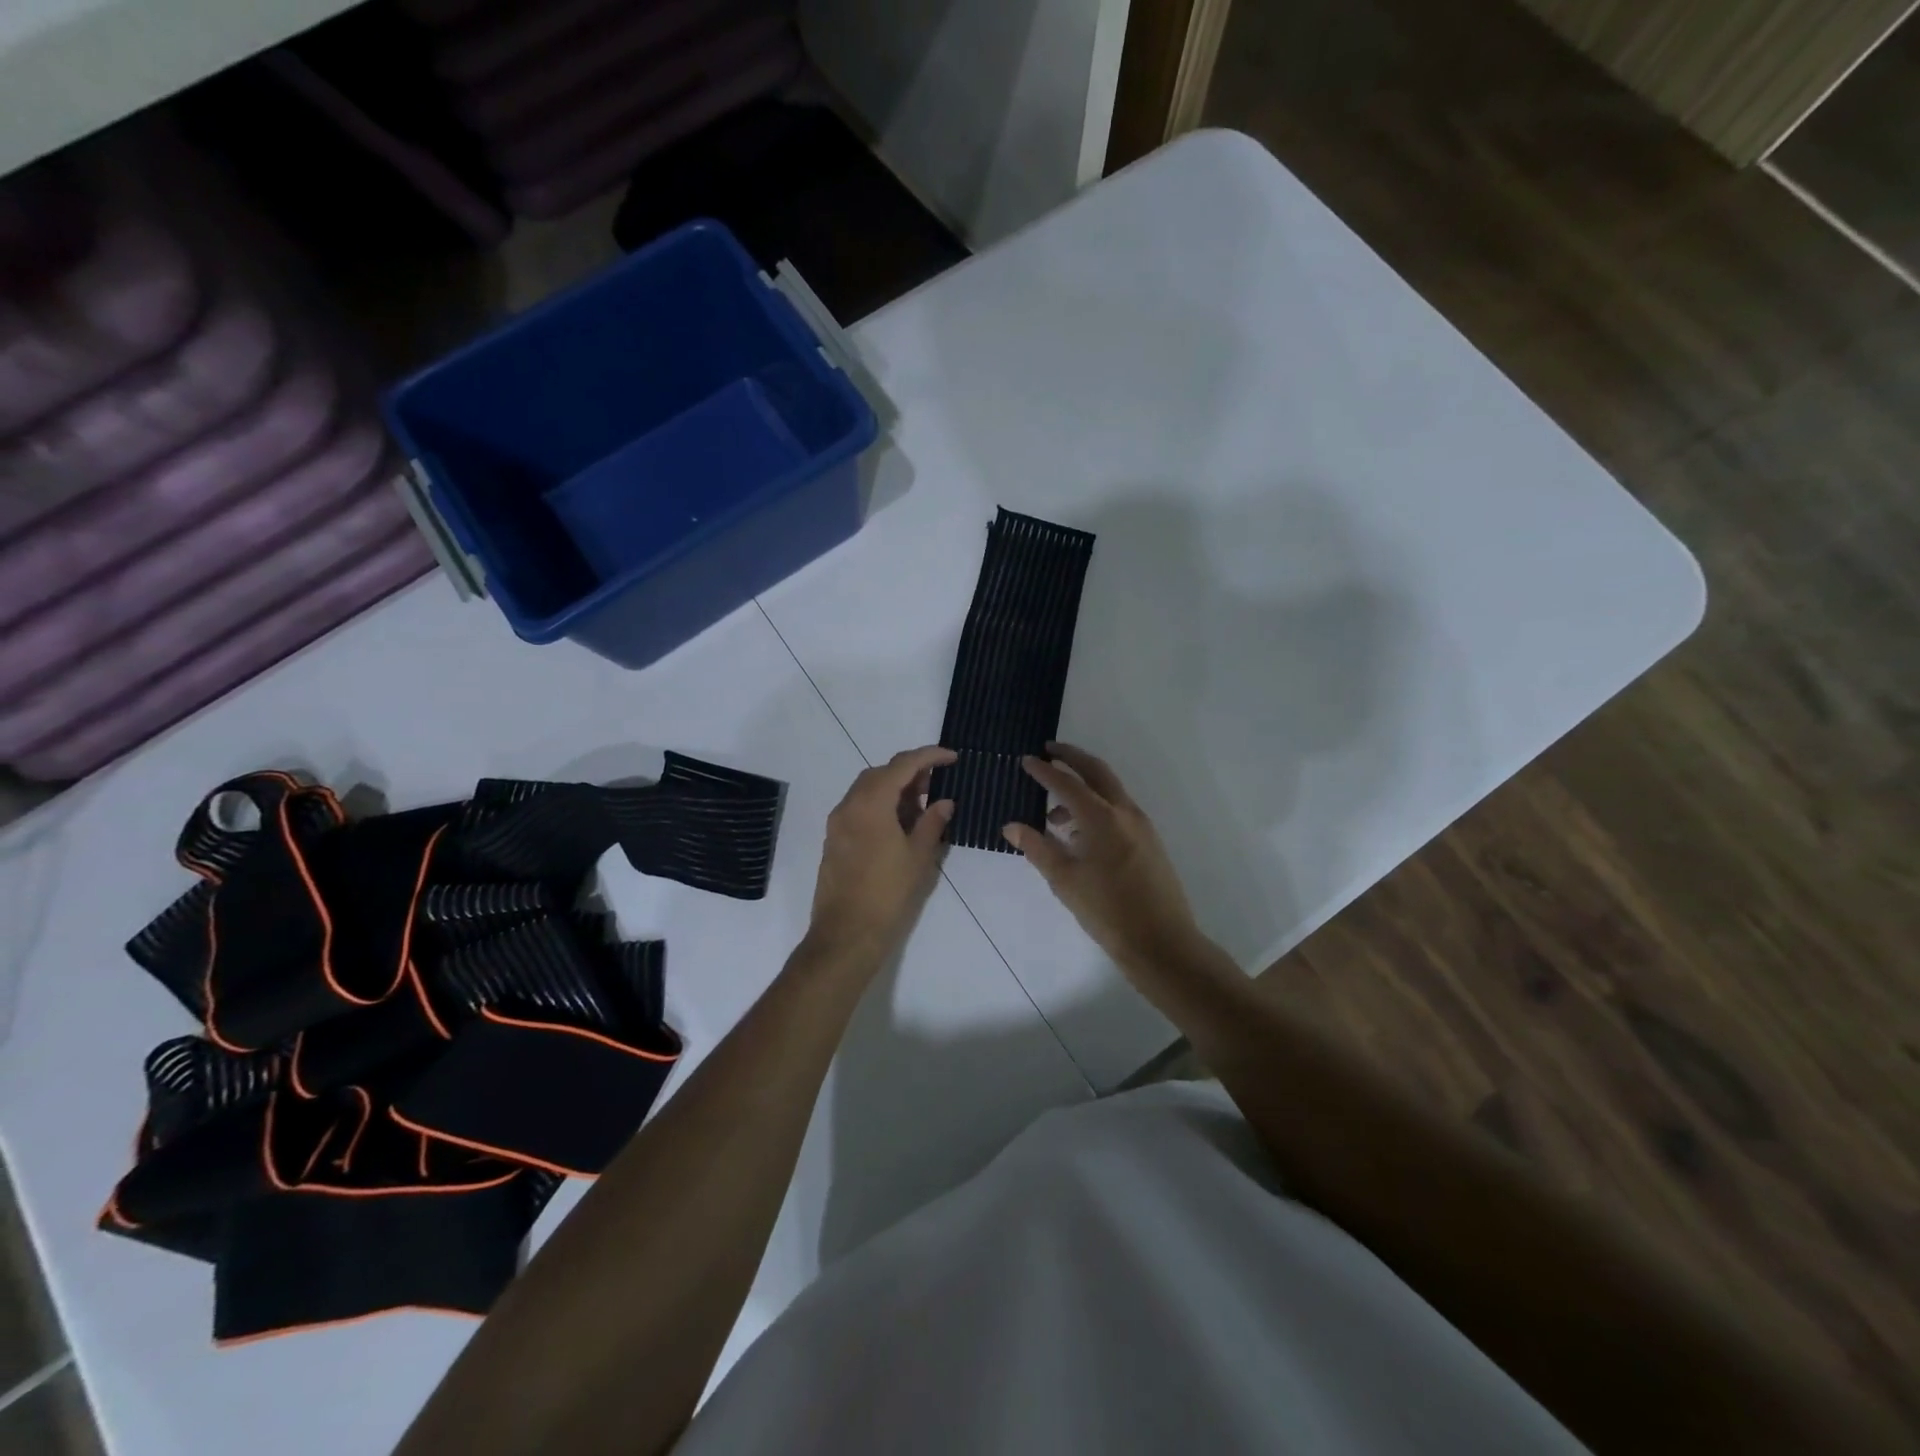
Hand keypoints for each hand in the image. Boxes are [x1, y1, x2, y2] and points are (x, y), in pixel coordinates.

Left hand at [803, 745, 955, 972]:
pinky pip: (858, 809)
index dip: (929, 756)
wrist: (846, 934)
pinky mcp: (834, 841)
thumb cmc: (888, 894)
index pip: (902, 765)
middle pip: (880, 773)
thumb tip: (943, 802)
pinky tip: (899, 826)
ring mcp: (837, 824)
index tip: (952, 757)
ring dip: (894, 790)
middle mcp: (849, 805)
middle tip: (937, 784)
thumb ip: (932, 823)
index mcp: (871, 803)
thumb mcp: (919, 857)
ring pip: (867, 790)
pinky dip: (880, 806)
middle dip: (909, 772)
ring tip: (921, 807)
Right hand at [1004, 742, 1210, 976]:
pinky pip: (1118, 810)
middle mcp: (1124, 812)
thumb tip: (1011, 825)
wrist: (1161, 941)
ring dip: (1083, 787)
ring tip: (1053, 810)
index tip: (1026, 760)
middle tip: (1049, 750)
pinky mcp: (1148, 840)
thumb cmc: (1106, 911)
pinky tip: (1079, 834)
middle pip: (1096, 771)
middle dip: (1072, 757)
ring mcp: (1141, 825)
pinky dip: (1096, 807)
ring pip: (1109, 791)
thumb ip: (1037, 848)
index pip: (1066, 783)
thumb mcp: (1064, 880)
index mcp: (1101, 818)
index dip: (1044, 771)